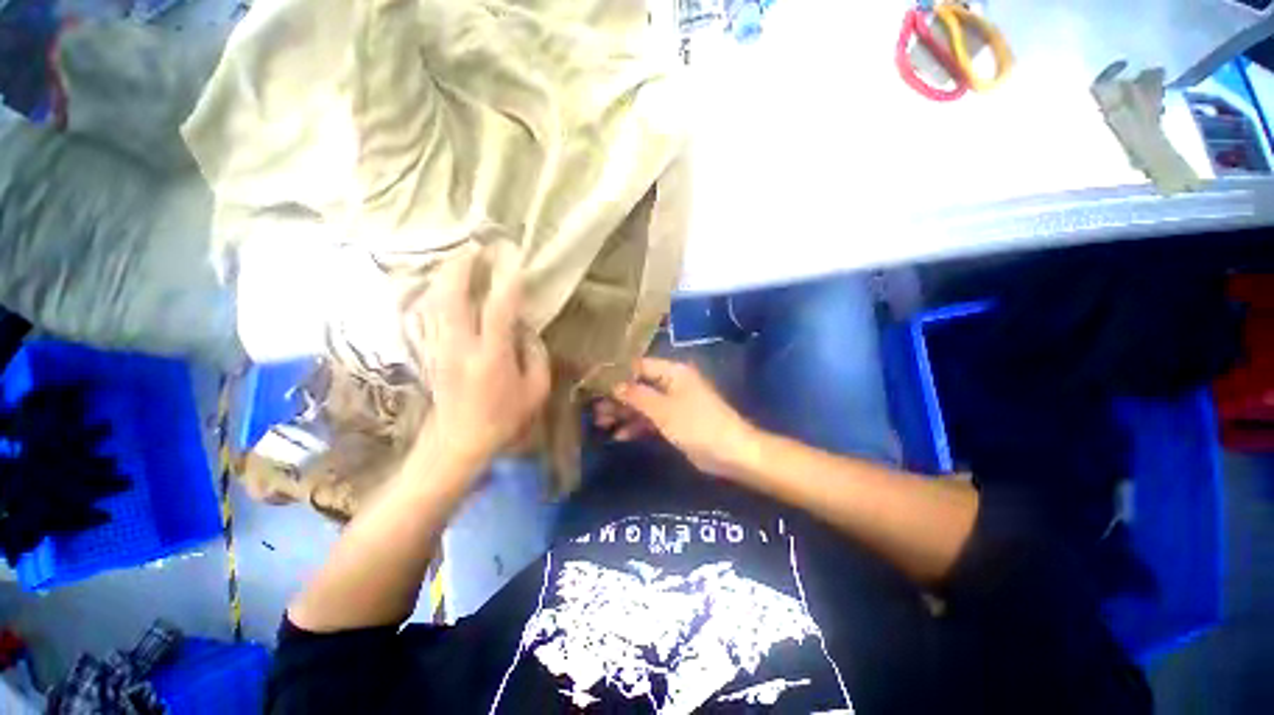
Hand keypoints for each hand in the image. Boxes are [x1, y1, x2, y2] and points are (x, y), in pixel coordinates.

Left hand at [404, 244, 549, 466]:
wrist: (459, 441)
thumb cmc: (503, 418)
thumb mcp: (535, 390)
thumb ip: (536, 355)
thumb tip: (526, 329)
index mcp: (491, 358)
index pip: (497, 310)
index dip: (505, 281)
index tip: (512, 258)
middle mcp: (459, 348)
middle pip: (451, 297)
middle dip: (461, 267)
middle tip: (475, 248)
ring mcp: (438, 348)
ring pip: (433, 301)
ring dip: (445, 276)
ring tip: (460, 259)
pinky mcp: (428, 352)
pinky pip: (425, 314)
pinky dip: (433, 294)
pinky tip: (442, 286)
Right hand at [605, 358, 758, 477]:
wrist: (731, 453)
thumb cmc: (697, 425)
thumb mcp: (663, 409)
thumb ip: (636, 395)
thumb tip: (613, 384)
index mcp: (672, 372)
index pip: (639, 366)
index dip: (616, 374)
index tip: (593, 383)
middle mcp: (671, 383)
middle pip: (638, 386)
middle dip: (617, 397)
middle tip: (593, 409)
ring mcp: (673, 404)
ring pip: (643, 404)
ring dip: (623, 413)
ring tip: (600, 423)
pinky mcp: (674, 422)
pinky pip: (651, 419)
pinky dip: (636, 426)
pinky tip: (619, 436)